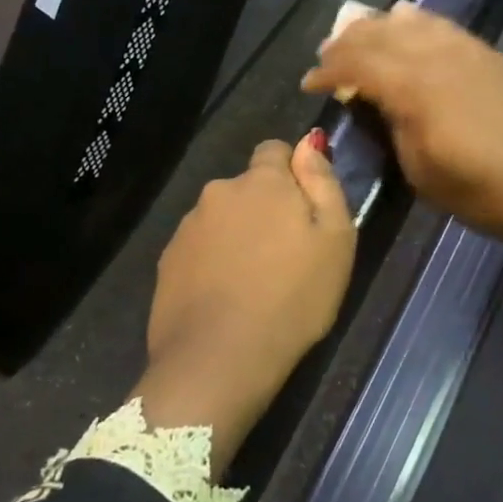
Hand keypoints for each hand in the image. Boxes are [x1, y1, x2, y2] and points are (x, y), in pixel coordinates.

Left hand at [137, 134, 354, 475]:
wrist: (218, 360)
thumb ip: (323, 182)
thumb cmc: (292, 299)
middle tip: (284, 255)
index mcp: (262, 181)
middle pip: (247, 187)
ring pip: (222, 218)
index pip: (274, 150)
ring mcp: (188, 226)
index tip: (303, 211)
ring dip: (237, 235)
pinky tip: (224, 298)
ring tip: (253, 282)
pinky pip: (199, 248)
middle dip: (264, 208)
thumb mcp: (335, 239)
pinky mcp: (167, 260)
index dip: (292, 174)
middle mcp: (219, 191)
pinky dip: (212, 262)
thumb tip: (309, 142)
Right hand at [302, 1, 502, 266]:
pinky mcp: (488, 53)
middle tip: (325, 57)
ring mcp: (467, 50)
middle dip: (345, 43)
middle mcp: (437, 57)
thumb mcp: (421, 170)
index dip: (327, 71)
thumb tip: (374, 99)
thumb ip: (392, 125)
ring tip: (358, 35)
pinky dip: (415, 21)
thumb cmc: (483, 192)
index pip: (357, 64)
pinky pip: (442, 25)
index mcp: (415, 89)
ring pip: (410, 22)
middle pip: (379, 34)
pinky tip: (405, 21)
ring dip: (377, 27)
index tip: (309, 84)